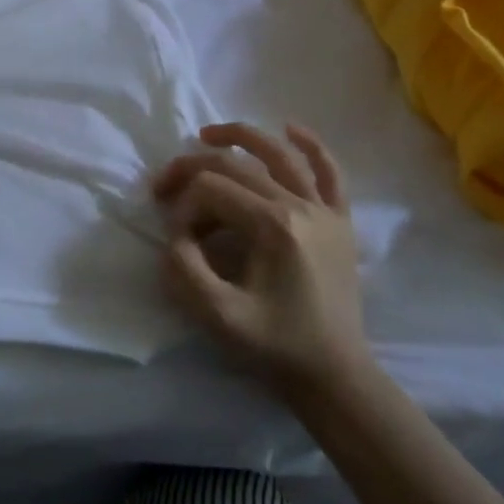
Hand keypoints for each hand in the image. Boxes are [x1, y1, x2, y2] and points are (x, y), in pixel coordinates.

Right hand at [152, 122, 371, 398]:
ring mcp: (325, 210)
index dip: (181, 206)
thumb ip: (184, 268)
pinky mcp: (340, 221)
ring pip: (280, 154)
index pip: (211, 190)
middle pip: (236, 167)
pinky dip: (313, 146)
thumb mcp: (217, 315)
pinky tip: (292, 128)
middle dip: (192, 169)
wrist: (335, 375)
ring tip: (207, 133)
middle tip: (163, 185)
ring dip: (242, 136)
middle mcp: (301, 206)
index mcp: (273, 226)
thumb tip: (175, 234)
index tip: (173, 238)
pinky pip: (331, 172)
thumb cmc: (275, 347)